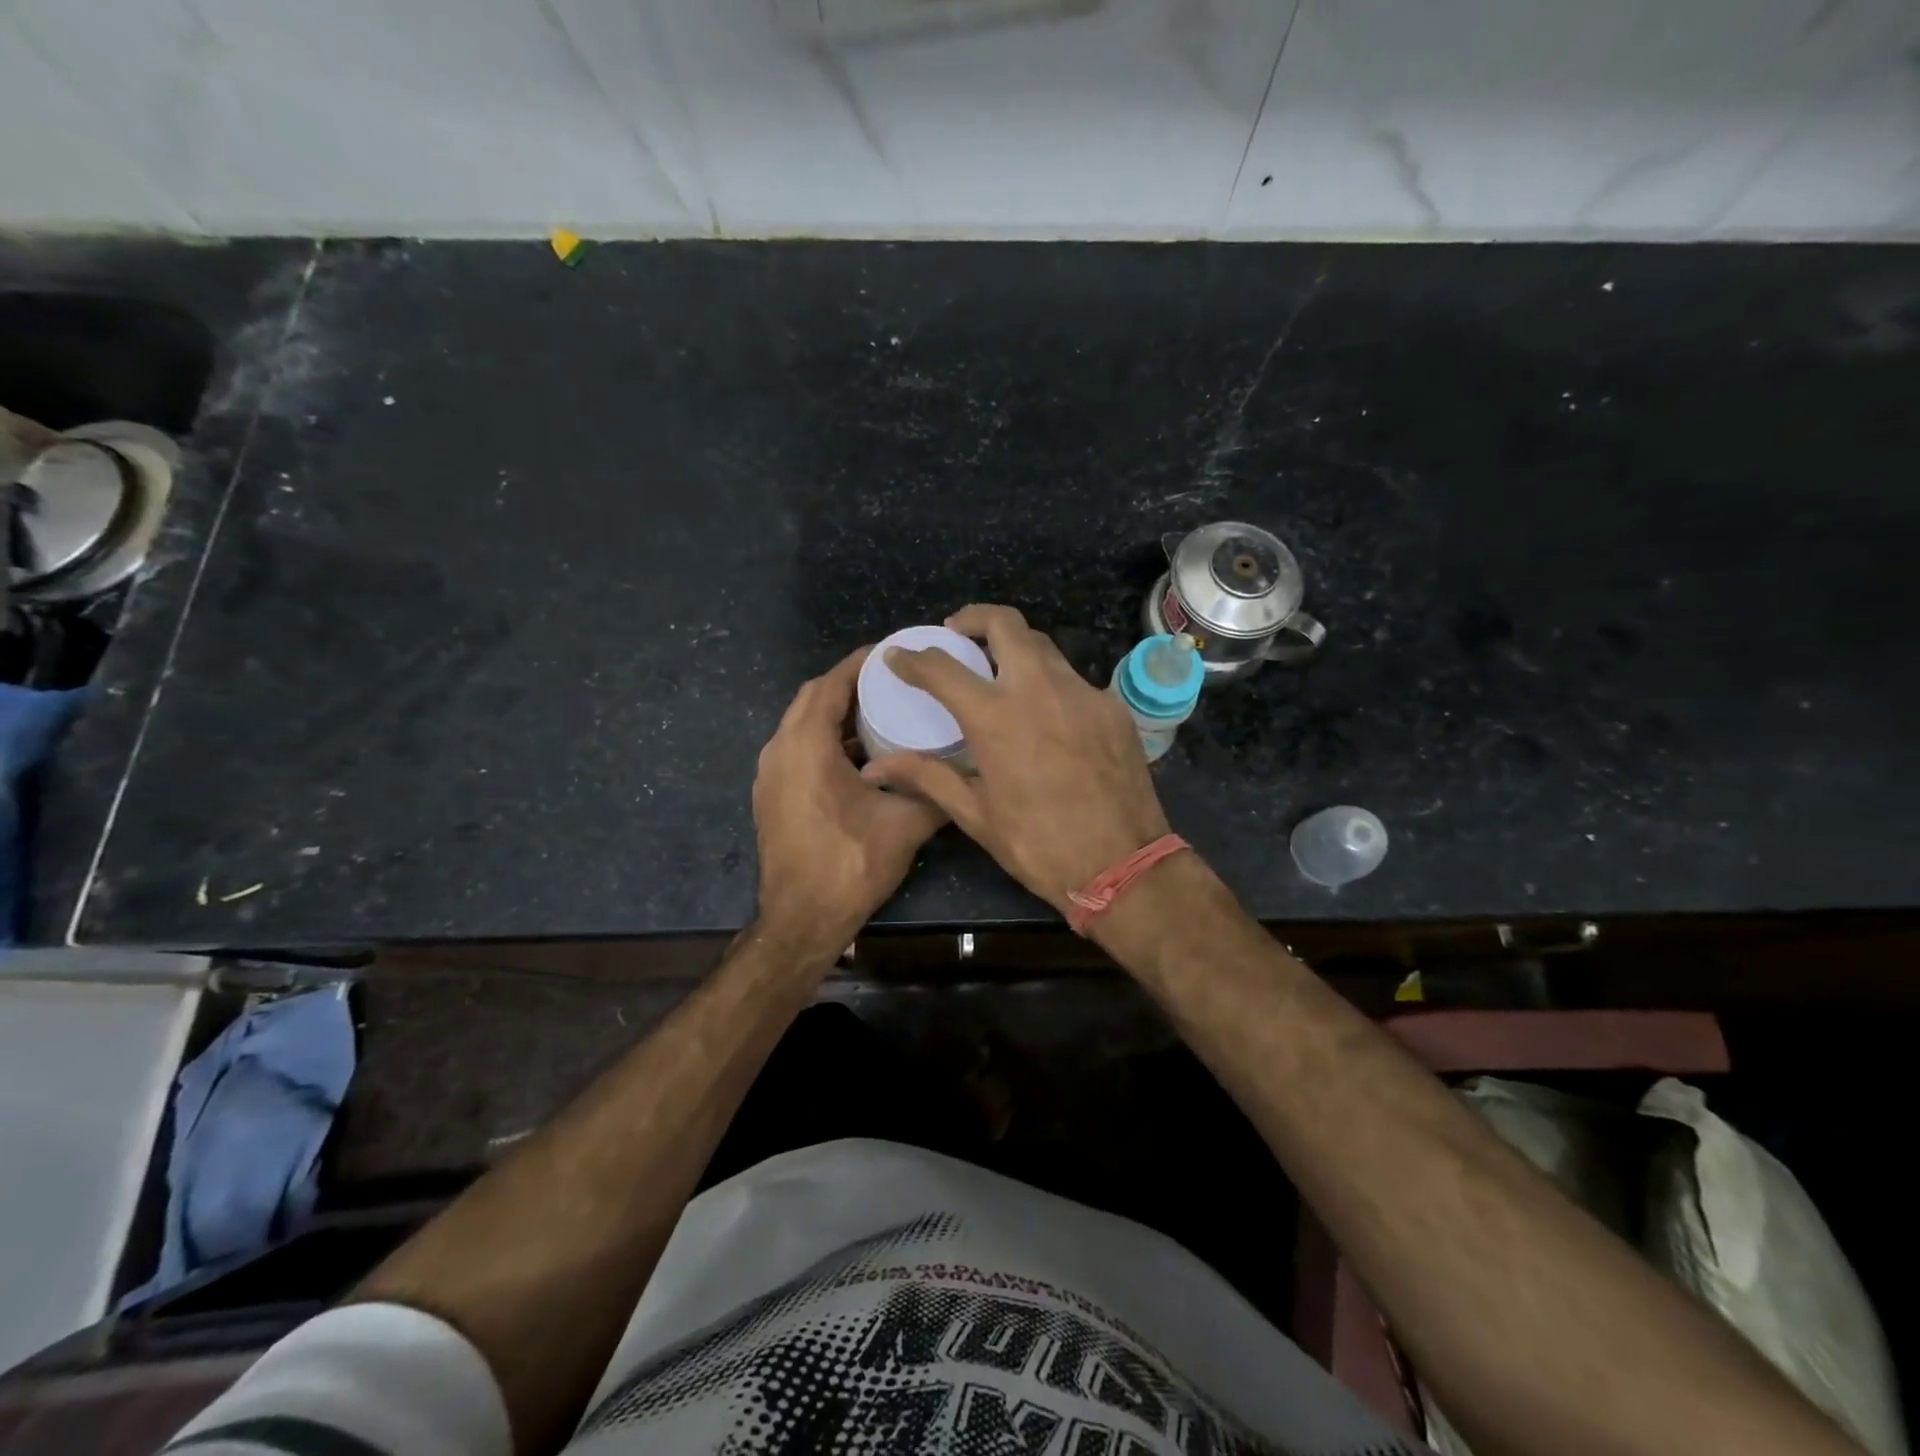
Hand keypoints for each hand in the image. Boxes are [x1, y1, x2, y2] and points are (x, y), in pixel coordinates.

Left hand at [753, 647, 944, 961]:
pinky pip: (796, 748)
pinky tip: (858, 755)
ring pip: (801, 724)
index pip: (831, 684)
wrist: (800, 920)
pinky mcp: (771, 795)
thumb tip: (968, 772)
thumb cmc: (849, 866)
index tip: (893, 653)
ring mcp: (770, 774)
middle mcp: (780, 750)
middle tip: (891, 681)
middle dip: (848, 683)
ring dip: (835, 713)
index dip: (860, 663)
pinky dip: (823, 739)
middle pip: (812, 698)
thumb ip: (937, 792)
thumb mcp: (905, 826)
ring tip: (879, 711)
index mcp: (807, 746)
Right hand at [861, 604, 1171, 915]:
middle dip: (974, 618)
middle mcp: (1039, 689)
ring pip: (1044, 647)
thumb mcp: (976, 815)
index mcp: (996, 717)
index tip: (898, 656)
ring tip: (1000, 670)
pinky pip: (1074, 680)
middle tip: (958, 633)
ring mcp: (1083, 692)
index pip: (942, 668)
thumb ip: (928, 777)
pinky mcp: (1112, 707)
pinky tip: (1046, 713)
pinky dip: (1051, 684)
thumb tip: (876, 768)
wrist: (1123, 865)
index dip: (913, 658)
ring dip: (1015, 647)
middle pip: (1005, 624)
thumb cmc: (1039, 845)